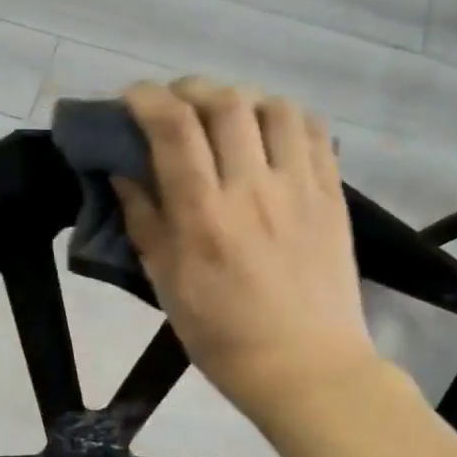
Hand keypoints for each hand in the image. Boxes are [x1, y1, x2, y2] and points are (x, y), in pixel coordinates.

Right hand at [112, 79, 377, 424]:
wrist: (304, 366)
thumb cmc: (221, 336)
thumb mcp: (167, 284)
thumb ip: (144, 222)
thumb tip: (124, 173)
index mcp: (204, 217)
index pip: (174, 129)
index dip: (147, 99)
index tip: (131, 98)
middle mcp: (253, 189)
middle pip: (225, 103)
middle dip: (190, 90)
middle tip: (174, 105)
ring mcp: (300, 188)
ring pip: (274, 106)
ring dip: (241, 99)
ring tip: (225, 118)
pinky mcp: (332, 195)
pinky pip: (314, 131)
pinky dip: (284, 117)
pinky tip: (268, 135)